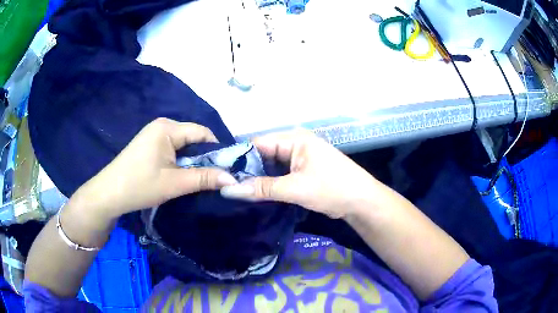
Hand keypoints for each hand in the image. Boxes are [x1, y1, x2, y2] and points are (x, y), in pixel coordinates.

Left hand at [72, 118, 237, 220]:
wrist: (109, 194)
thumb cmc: (140, 186)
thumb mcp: (174, 183)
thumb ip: (204, 178)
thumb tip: (234, 179)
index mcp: (168, 128)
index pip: (202, 132)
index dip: (217, 150)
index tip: (226, 169)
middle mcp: (162, 125)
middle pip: (193, 137)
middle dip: (204, 157)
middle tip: (213, 177)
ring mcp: (154, 134)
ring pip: (183, 144)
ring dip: (192, 160)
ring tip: (198, 178)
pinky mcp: (149, 144)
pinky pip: (173, 148)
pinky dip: (181, 160)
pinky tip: (181, 174)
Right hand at [220, 130, 382, 218]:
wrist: (362, 202)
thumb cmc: (332, 189)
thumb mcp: (295, 188)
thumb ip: (262, 188)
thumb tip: (228, 190)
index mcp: (294, 139)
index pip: (258, 143)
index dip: (239, 157)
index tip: (221, 173)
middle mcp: (295, 144)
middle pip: (263, 154)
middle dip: (247, 170)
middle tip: (226, 185)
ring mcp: (299, 158)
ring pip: (271, 166)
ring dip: (258, 178)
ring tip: (235, 190)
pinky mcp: (303, 171)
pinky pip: (280, 174)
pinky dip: (269, 183)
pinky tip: (255, 193)